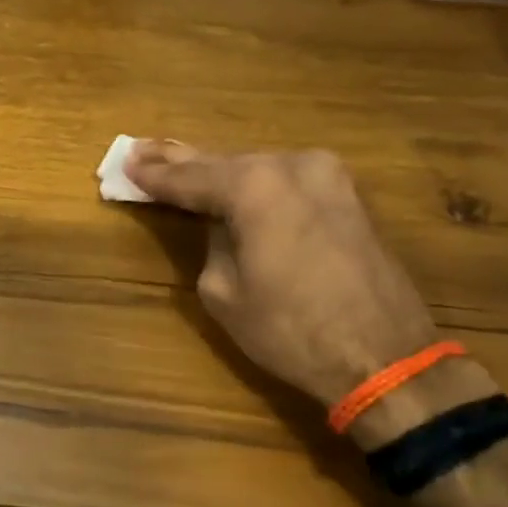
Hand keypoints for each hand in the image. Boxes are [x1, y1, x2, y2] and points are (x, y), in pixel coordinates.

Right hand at [125, 142, 441, 408]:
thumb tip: (222, 227)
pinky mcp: (346, 195)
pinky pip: (284, 180)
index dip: (154, 177)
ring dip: (218, 171)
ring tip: (179, 164)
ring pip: (256, 167)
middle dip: (180, 160)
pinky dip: (254, 183)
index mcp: (254, 187)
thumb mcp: (223, 292)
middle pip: (222, 161)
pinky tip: (229, 181)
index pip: (189, 178)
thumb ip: (212, 244)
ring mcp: (326, 176)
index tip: (124, 164)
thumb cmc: (290, 330)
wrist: (383, 356)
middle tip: (141, 150)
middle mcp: (291, 165)